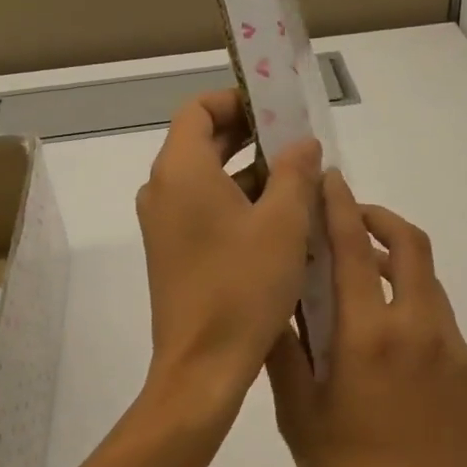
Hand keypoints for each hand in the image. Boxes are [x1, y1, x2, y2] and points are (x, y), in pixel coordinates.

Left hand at [136, 90, 322, 419]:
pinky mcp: (173, 251)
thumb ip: (295, 172)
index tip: (277, 109)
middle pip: (202, 141)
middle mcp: (163, 190)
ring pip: (207, 177)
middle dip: (250, 135)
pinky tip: (281, 219)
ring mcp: (165, 223)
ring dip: (250, 171)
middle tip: (297, 141)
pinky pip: (204, 208)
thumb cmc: (243, 287)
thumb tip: (303, 143)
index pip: (199, 110)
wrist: (202, 367)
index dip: (237, 100)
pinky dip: (238, 201)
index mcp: (181, 171)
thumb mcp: (284, 224)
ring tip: (299, 180)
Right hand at [267, 170, 466, 466]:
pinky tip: (394, 356)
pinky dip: (416, 315)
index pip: (355, 247)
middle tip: (353, 221)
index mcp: (370, 334)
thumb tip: (273, 303)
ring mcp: (454, 350)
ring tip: (366, 285)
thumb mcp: (299, 417)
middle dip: (381, 219)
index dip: (341, 205)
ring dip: (399, 268)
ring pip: (429, 284)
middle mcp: (419, 328)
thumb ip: (284, 353)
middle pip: (411, 245)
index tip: (330, 179)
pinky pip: (442, 327)